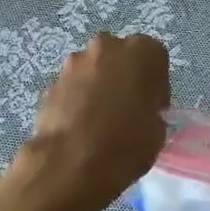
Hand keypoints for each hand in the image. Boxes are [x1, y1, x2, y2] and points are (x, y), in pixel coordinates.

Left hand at [9, 33, 170, 210]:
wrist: (71, 163)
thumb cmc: (126, 144)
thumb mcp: (157, 132)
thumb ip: (151, 111)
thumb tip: (140, 113)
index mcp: (142, 52)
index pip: (155, 60)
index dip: (155, 85)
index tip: (152, 107)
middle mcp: (107, 46)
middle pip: (120, 57)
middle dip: (123, 78)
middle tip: (126, 109)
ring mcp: (75, 62)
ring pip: (93, 70)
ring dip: (97, 86)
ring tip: (98, 121)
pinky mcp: (52, 82)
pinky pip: (72, 87)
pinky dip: (76, 100)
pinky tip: (78, 127)